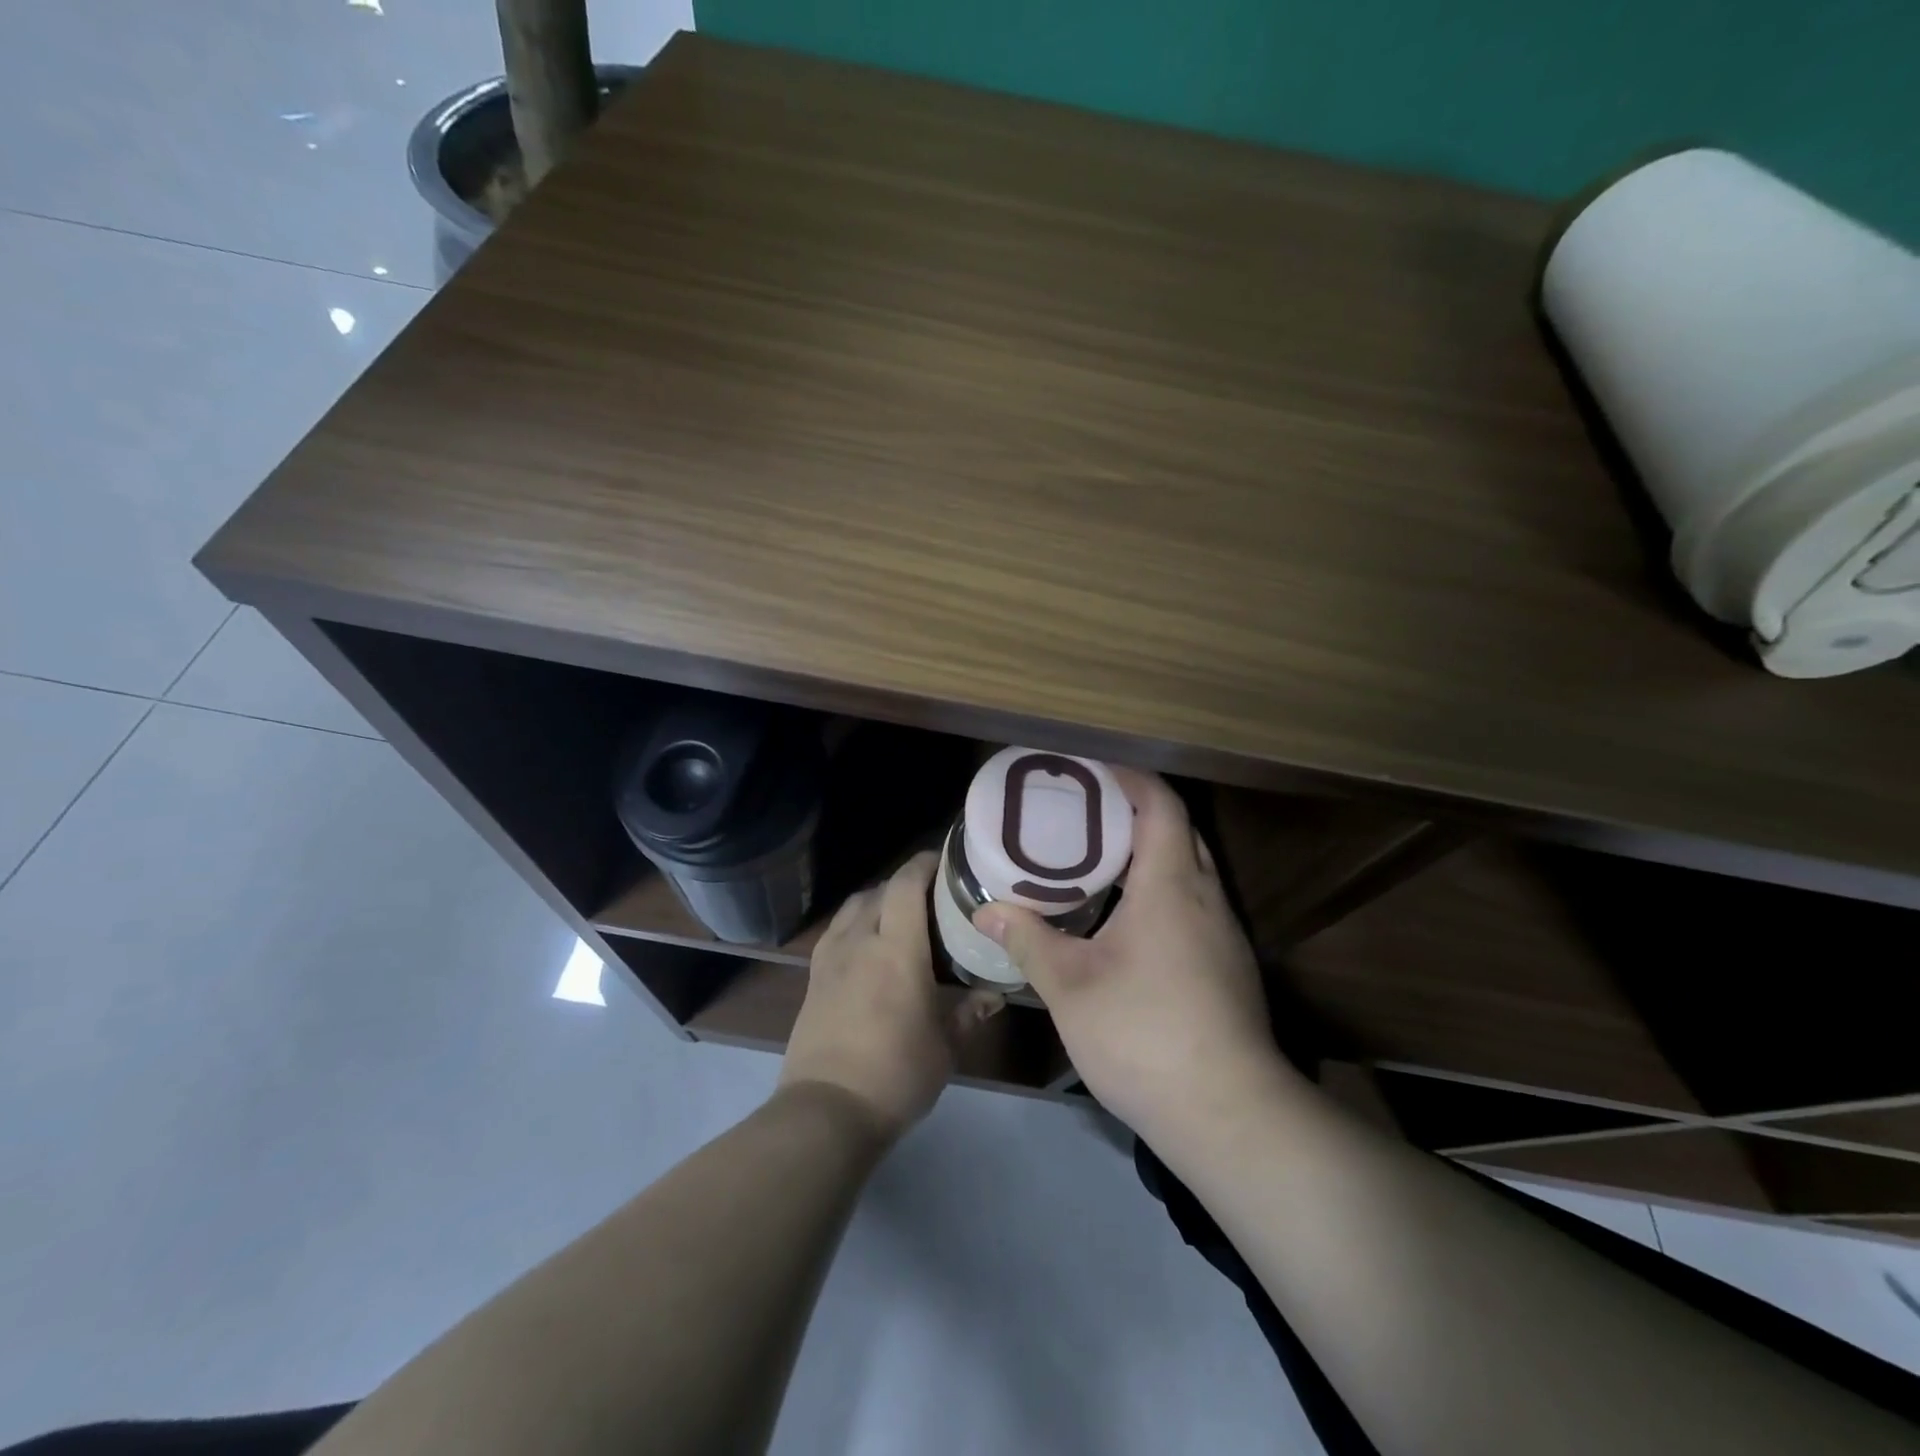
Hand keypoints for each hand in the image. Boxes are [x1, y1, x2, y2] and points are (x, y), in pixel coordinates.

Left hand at [781, 851, 1003, 1139]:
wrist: (826, 1110)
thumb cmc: (896, 1073)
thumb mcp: (945, 1046)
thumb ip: (969, 1011)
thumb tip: (994, 994)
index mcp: (896, 948)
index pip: (906, 884)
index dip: (925, 863)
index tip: (947, 861)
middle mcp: (859, 940)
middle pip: (879, 889)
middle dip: (905, 883)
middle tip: (933, 896)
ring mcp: (830, 957)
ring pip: (853, 906)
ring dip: (877, 900)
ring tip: (900, 916)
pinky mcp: (813, 977)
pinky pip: (836, 931)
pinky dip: (855, 923)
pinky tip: (869, 946)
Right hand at [973, 769, 1300, 1148]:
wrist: (1229, 1113)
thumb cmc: (1144, 1034)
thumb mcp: (1070, 986)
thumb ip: (1028, 940)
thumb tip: (987, 912)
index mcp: (1170, 886)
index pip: (1161, 804)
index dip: (1129, 778)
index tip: (1090, 773)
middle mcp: (1205, 898)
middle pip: (1178, 831)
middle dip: (1134, 813)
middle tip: (1082, 816)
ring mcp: (1223, 934)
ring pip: (1188, 870)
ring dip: (1148, 855)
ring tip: (1096, 863)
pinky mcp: (1228, 966)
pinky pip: (1193, 905)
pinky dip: (1160, 893)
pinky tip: (1125, 923)